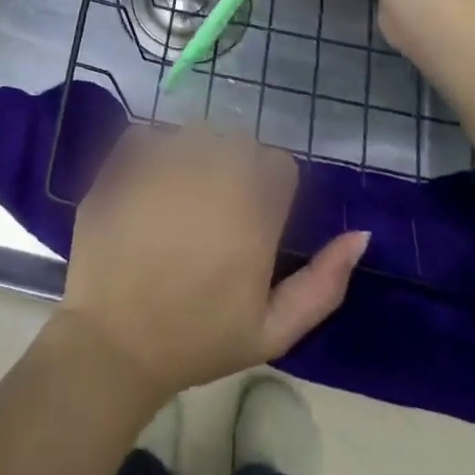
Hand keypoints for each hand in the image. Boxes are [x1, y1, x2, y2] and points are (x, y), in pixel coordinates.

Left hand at [58, 126, 368, 401]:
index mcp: (253, 213)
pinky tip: (146, 186)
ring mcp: (165, 164)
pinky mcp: (124, 162)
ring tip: (181, 194)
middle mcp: (213, 176)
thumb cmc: (197, 340)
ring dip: (195, 153)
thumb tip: (361, 235)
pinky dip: (151, 151)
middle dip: (235, 165)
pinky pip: (148, 134)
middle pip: (239, 140)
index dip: (271, 186)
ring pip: (195, 132)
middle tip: (216, 206)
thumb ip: (324, 283)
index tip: (256, 215)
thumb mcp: (272, 331)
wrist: (112, 342)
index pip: (279, 164)